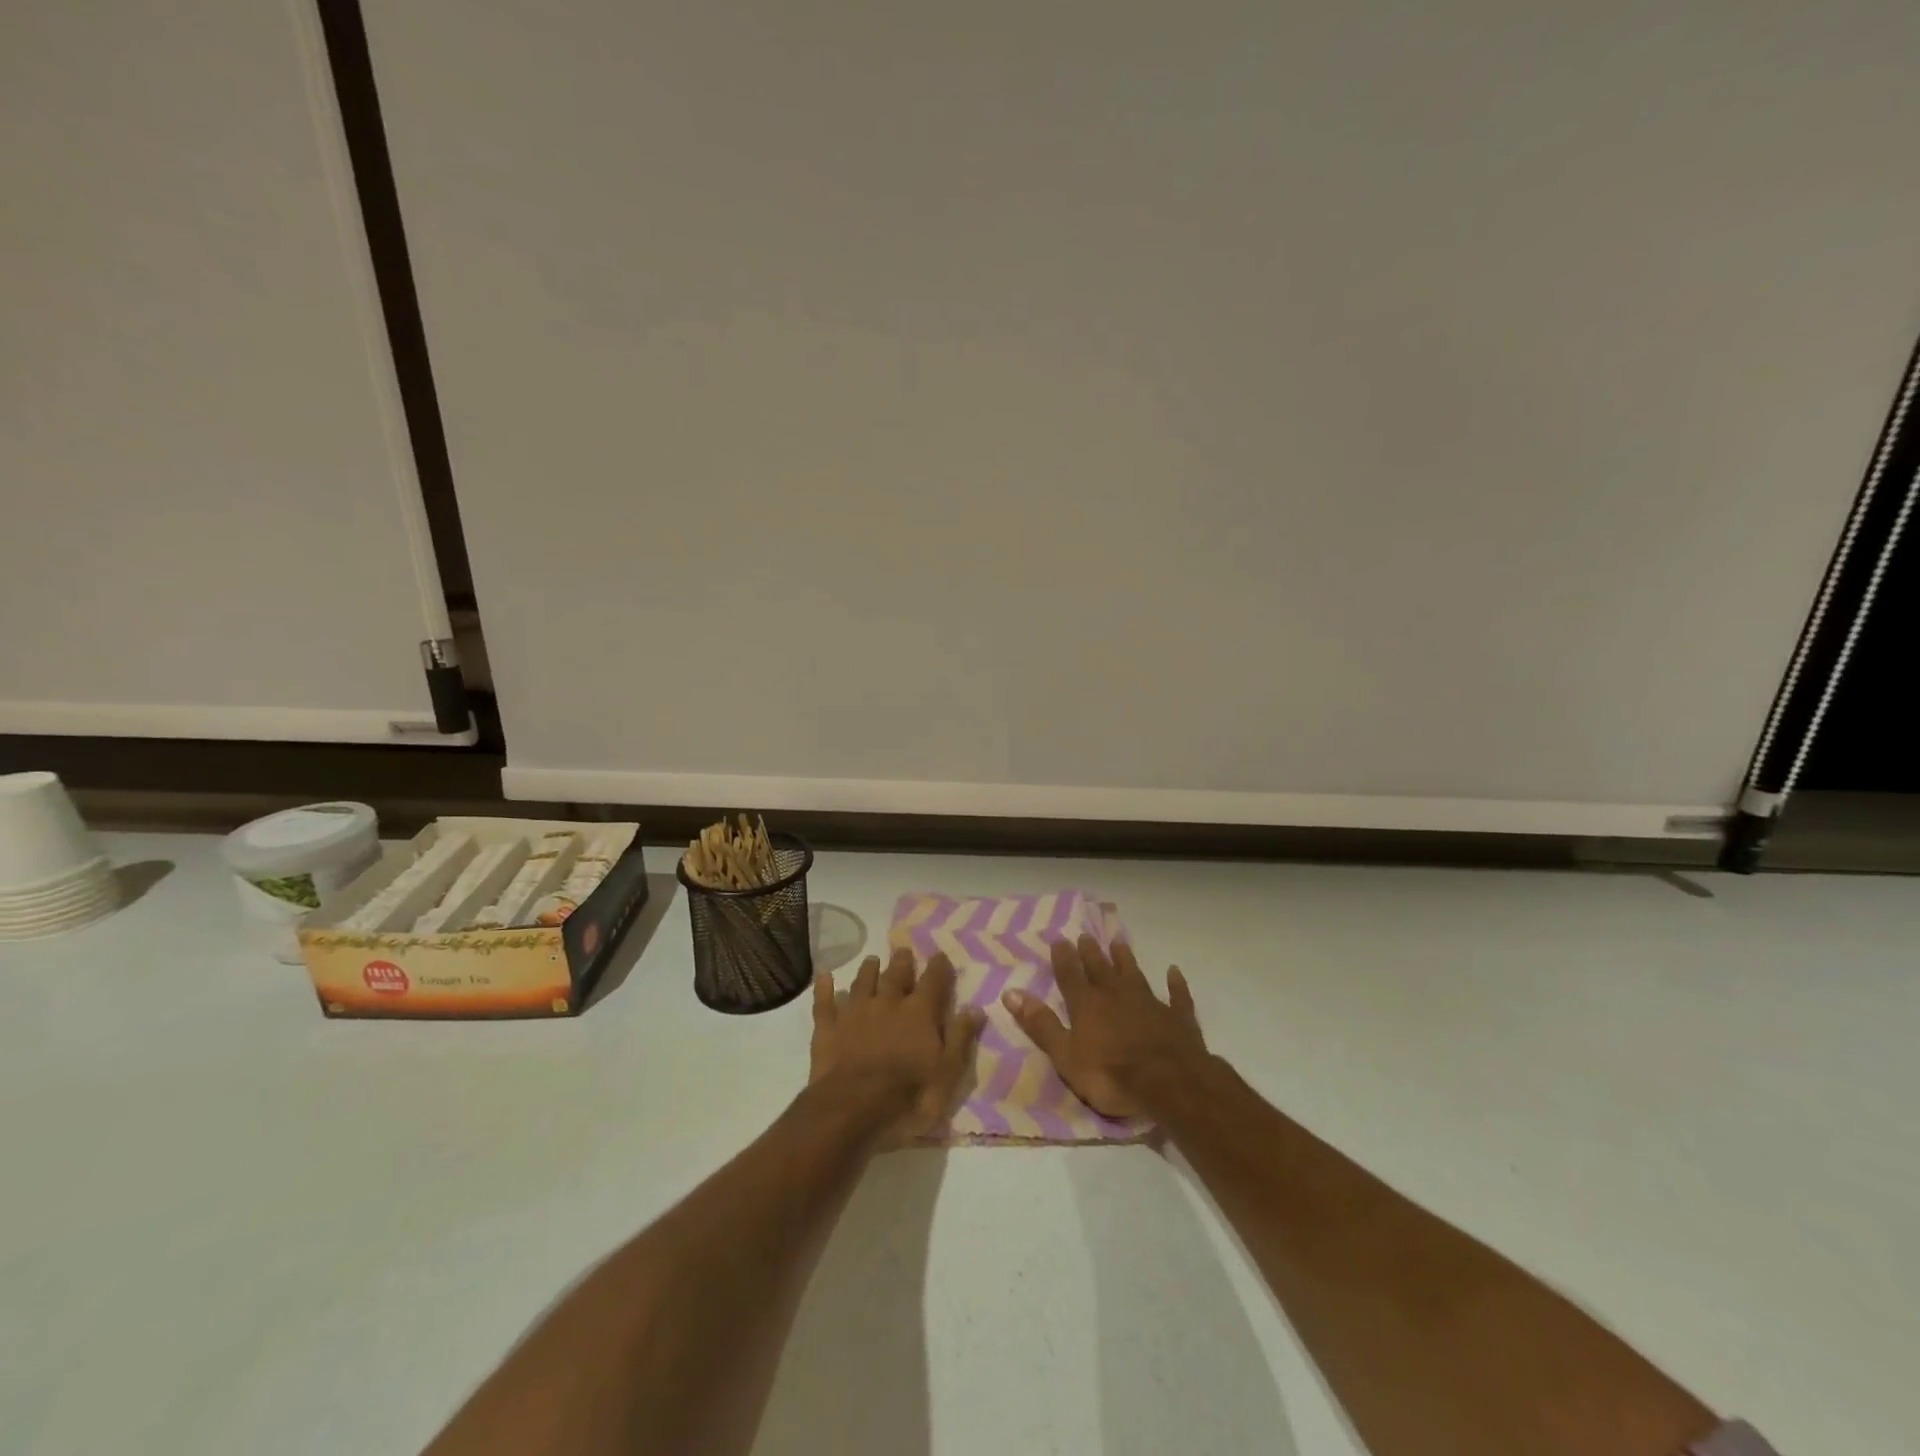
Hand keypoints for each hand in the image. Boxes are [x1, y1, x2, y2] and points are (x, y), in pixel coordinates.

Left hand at [810, 948, 984, 1142]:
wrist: (852, 1109)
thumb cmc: (908, 1095)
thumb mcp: (947, 1073)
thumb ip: (960, 1038)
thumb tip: (976, 1008)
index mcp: (919, 1012)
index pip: (933, 981)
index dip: (939, 967)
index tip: (940, 955)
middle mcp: (888, 1003)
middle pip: (896, 975)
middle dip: (902, 962)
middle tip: (903, 951)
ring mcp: (855, 1013)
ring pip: (863, 982)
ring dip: (868, 970)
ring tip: (872, 960)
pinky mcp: (828, 1028)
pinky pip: (825, 1002)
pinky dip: (825, 989)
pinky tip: (824, 977)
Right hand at [1003, 935, 1206, 1117]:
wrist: (1169, 1084)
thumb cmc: (1110, 1075)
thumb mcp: (1065, 1055)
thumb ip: (1041, 1024)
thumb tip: (1010, 992)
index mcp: (1087, 1005)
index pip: (1071, 976)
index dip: (1064, 958)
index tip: (1060, 939)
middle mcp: (1116, 996)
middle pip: (1101, 969)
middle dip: (1091, 953)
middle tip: (1085, 935)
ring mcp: (1150, 1004)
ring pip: (1135, 975)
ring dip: (1126, 959)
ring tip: (1119, 942)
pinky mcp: (1178, 1018)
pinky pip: (1176, 996)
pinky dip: (1175, 983)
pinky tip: (1174, 971)